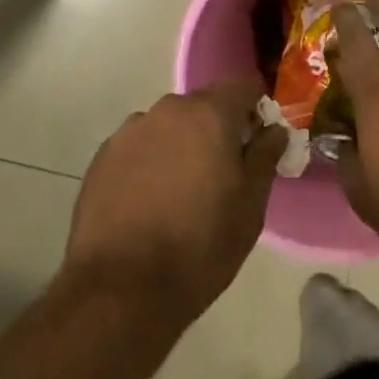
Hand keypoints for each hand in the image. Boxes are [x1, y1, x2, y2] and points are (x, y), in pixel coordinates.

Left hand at [62, 81, 285, 324]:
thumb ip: (265, 158)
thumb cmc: (198, 249)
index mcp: (210, 114)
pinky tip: (147, 203)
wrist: (119, 291)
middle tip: (221, 175)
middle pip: (203, 105)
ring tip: (180, 193)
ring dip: (180, 145)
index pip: (242, 86)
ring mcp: (132, 129)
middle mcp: (170, 109)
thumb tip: (274, 130)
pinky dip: (149, 162)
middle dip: (216, 129)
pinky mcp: (104, 154)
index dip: (255, 109)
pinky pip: (139, 146)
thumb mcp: (249, 210)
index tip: (257, 141)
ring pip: (169, 125)